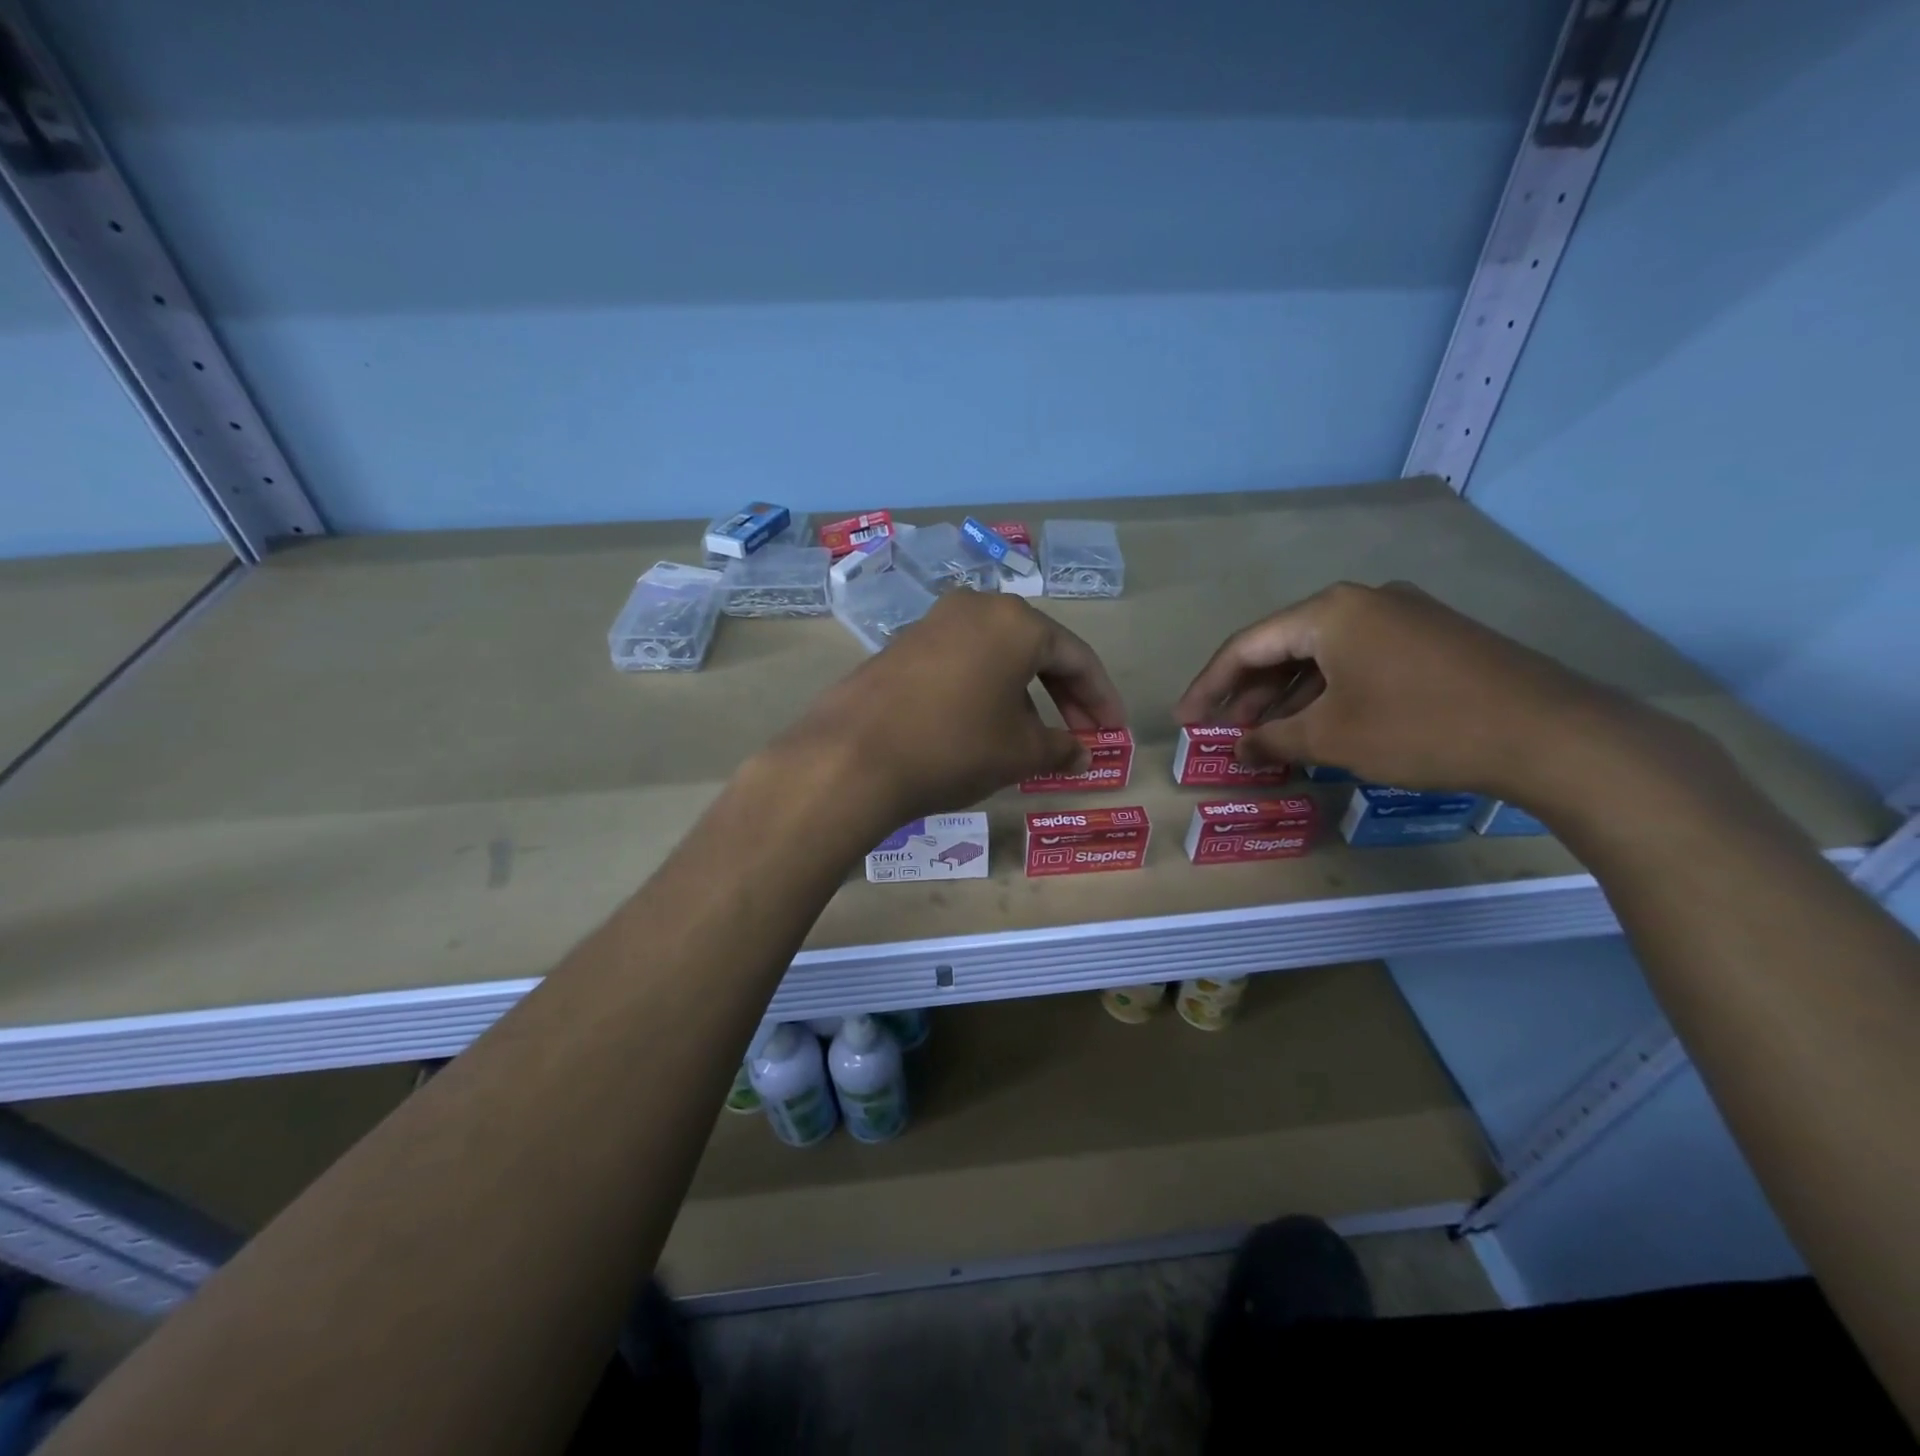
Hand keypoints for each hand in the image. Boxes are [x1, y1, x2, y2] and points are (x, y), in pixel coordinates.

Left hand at [776, 591, 1125, 822]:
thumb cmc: (955, 746)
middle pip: (1037, 650)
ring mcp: (934, 622)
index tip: (1114, 732)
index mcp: (1016, 622)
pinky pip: (963, 662)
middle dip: (1065, 695)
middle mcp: (976, 607)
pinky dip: (986, 690)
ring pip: (998, 656)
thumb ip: (1061, 749)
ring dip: (1025, 694)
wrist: (853, 756)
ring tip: (1034, 738)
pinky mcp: (902, 645)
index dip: (1101, 698)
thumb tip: (1080, 755)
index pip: (1077, 657)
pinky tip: (985, 725)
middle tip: (1082, 736)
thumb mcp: (1020, 752)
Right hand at [1174, 581, 1647, 800]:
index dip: (1208, 685)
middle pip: (1284, 646)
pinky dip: (1329, 694)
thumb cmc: (1421, 727)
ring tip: (1267, 737)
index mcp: (1330, 612)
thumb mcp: (1332, 738)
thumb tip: (1239, 749)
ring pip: (1322, 656)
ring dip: (1288, 697)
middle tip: (1226, 732)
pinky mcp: (1432, 640)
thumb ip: (1272, 740)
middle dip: (1248, 692)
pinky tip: (1320, 727)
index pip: (1247, 646)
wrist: (1552, 734)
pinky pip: (1358, 662)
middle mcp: (1363, 601)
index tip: (1185, 720)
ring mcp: (1403, 617)